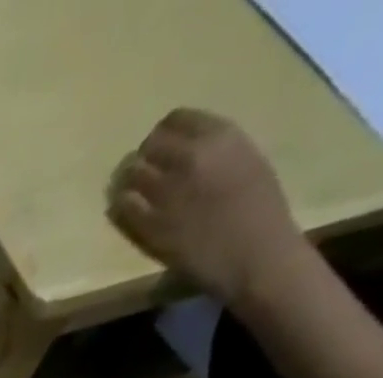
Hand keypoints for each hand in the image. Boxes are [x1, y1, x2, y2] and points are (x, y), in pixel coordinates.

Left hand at [109, 110, 308, 306]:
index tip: (163, 148)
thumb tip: (186, 150)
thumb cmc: (260, 208)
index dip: (164, 134)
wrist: (253, 253)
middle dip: (145, 157)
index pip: (175, 119)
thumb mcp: (245, 160)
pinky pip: (123, 206)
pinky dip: (122, 204)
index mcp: (219, 136)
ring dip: (129, 180)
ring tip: (134, 190)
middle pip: (148, 145)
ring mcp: (165, 193)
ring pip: (131, 174)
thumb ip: (215, 151)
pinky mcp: (149, 225)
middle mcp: (189, 158)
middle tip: (146, 171)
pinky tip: (128, 209)